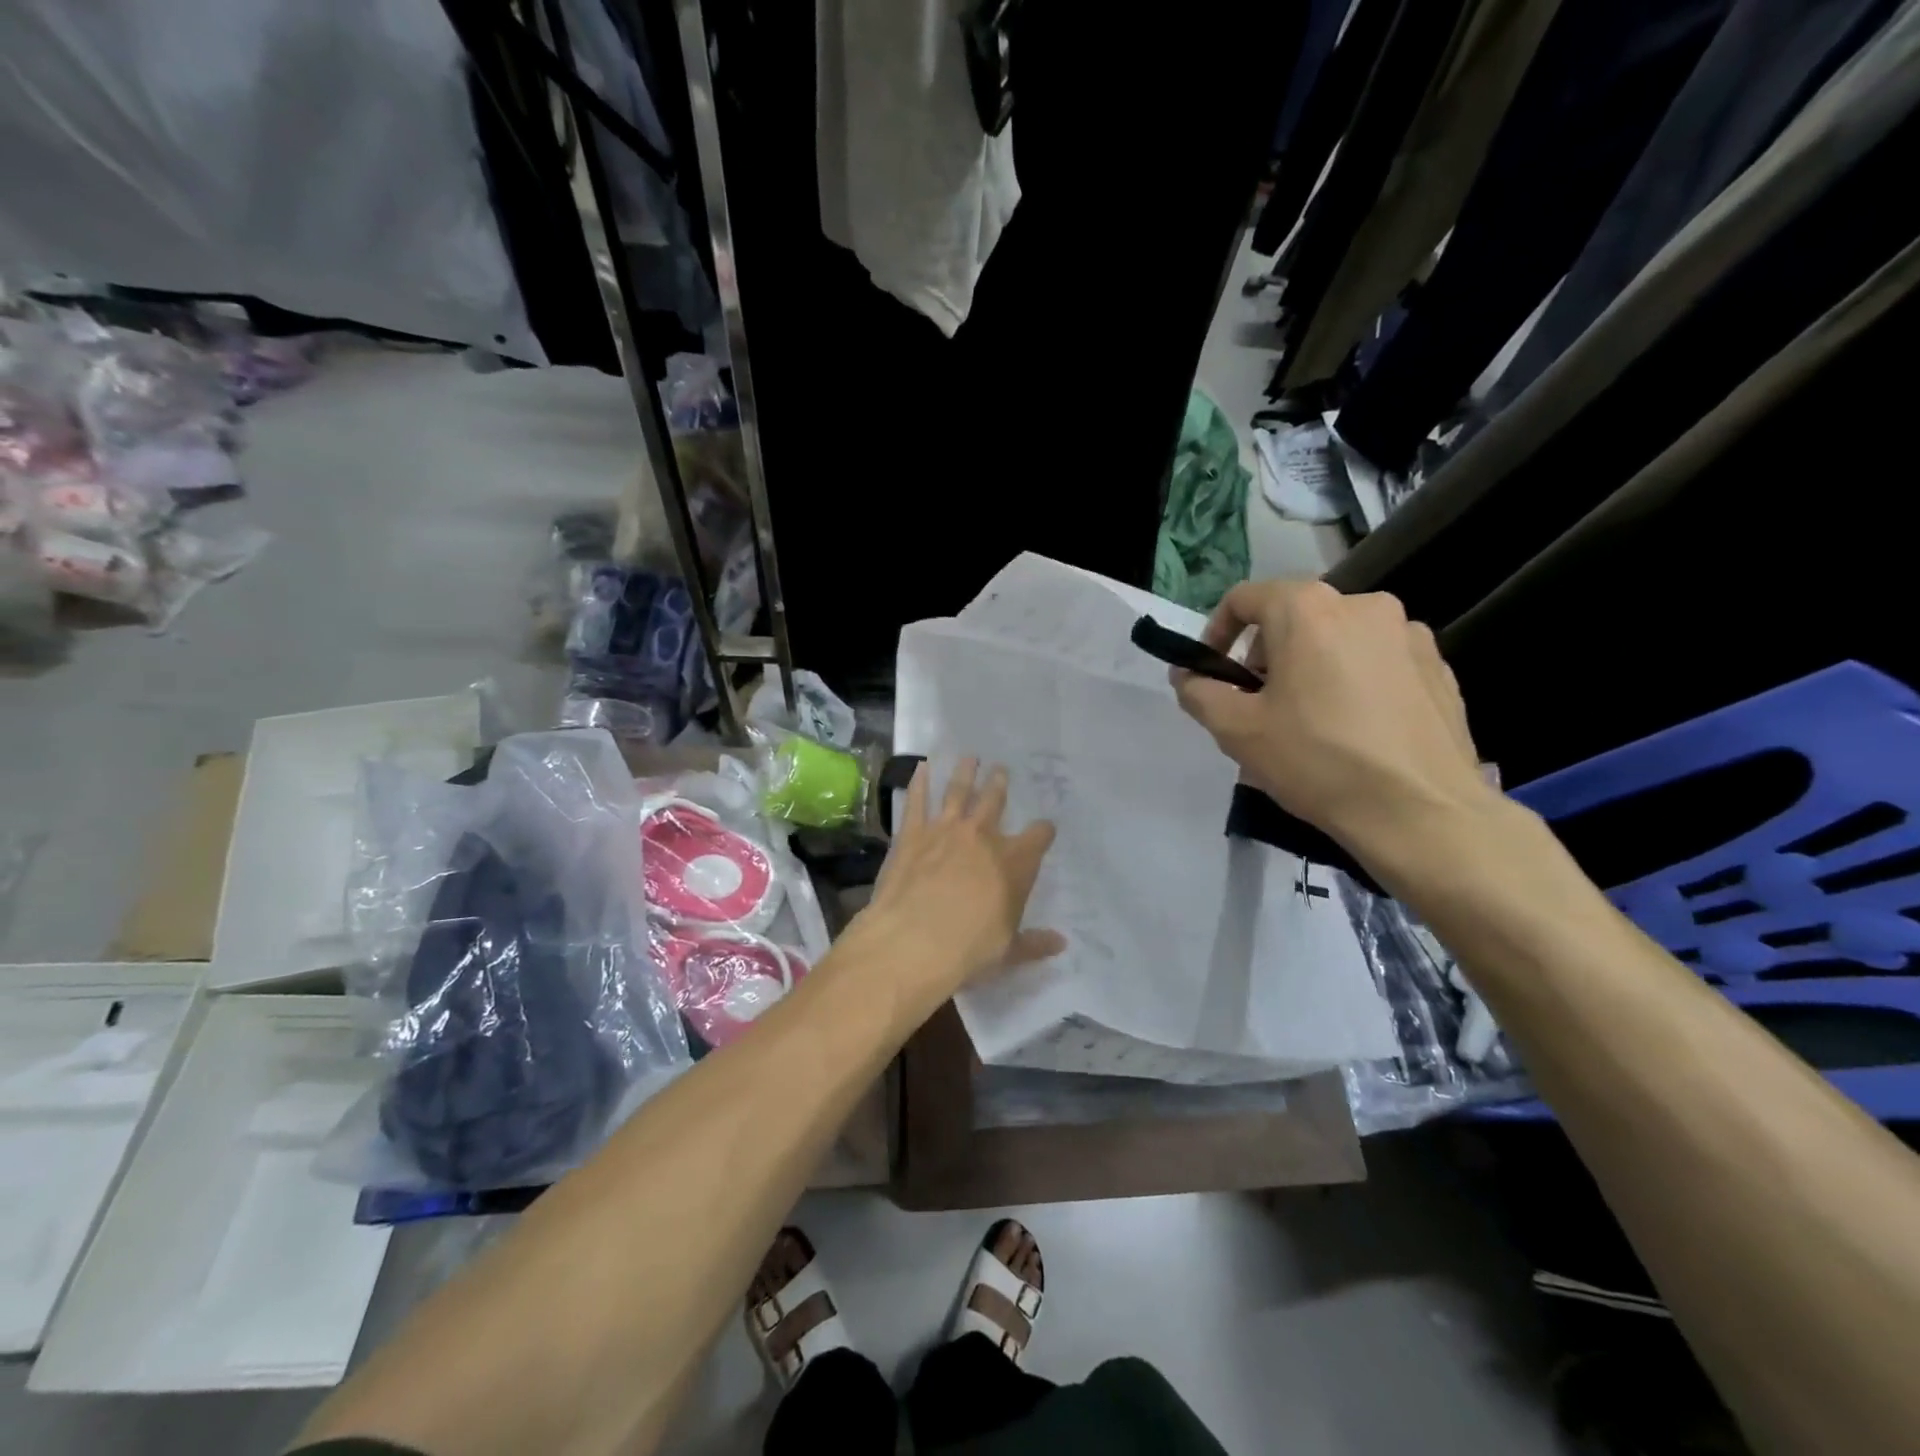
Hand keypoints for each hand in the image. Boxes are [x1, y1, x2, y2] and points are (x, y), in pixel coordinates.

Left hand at [856, 758, 1062, 1002]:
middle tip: (1001, 769)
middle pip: (995, 801)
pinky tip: (921, 767)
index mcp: (1014, 863)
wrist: (914, 942)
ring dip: (965, 773)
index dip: (1043, 831)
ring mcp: (946, 830)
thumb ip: (1034, 943)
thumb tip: (1061, 943)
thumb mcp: (1008, 952)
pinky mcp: (912, 833)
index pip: (1038, 837)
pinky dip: (919, 782)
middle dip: (999, 784)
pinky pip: (917, 800)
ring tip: (969, 758)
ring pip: (959, 791)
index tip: (1045, 827)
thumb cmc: (968, 950)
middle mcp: (983, 837)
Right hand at [1172, 580, 1491, 857]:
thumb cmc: (1317, 761)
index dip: (1217, 633)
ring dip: (1311, 669)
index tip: (1213, 674)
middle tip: (1259, 707)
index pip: (1244, 599)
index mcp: (1308, 610)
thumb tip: (1187, 675)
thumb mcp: (1236, 730)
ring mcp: (1408, 634)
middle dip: (1266, 656)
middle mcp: (1363, 605)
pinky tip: (1354, 732)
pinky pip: (1378, 663)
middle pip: (1294, 618)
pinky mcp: (1439, 667)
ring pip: (1337, 640)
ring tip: (1309, 724)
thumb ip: (1199, 692)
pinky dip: (1354, 683)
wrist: (1421, 813)